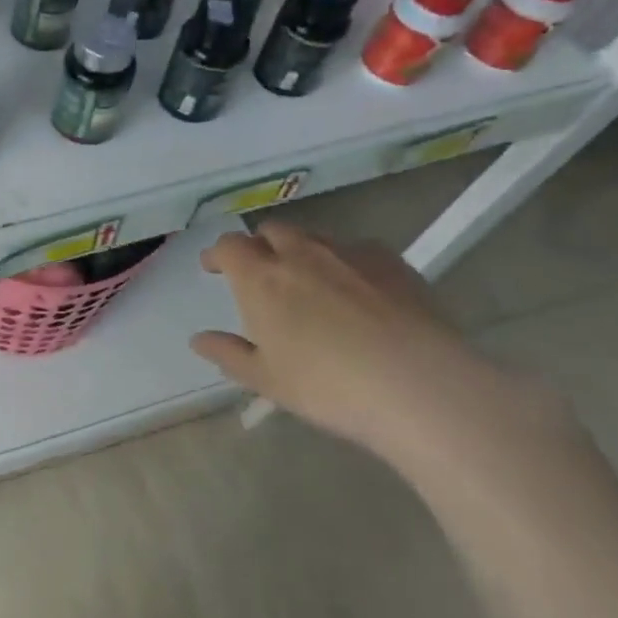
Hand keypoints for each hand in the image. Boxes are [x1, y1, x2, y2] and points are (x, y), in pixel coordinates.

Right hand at [190, 221, 519, 457]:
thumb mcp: (266, 380)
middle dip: (260, 246)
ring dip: (301, 251)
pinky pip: (357, 250)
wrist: (418, 386)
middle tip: (261, 272)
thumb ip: (229, 354)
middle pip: (271, 231)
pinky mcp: (392, 262)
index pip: (229, 246)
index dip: (218, 254)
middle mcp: (300, 253)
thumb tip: (199, 340)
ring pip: (314, 238)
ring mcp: (348, 253)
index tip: (214, 267)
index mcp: (261, 278)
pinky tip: (358, 290)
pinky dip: (345, 262)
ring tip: (310, 282)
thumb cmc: (327, 386)